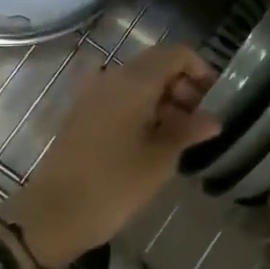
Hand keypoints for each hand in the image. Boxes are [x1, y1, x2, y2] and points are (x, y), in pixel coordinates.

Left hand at [0, 44, 219, 268]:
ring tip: (180, 135)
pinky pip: (118, 98)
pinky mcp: (81, 114)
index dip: (200, 70)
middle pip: (155, 65)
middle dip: (182, 86)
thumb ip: (187, 131)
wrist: (54, 213)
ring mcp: (91, 95)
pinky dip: (140, 109)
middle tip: (200, 120)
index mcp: (133, 82)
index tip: (215, 98)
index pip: (176, 54)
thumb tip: (213, 119)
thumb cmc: (114, 185)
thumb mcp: (159, 160)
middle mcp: (111, 78)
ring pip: (136, 82)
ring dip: (162, 99)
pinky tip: (151, 140)